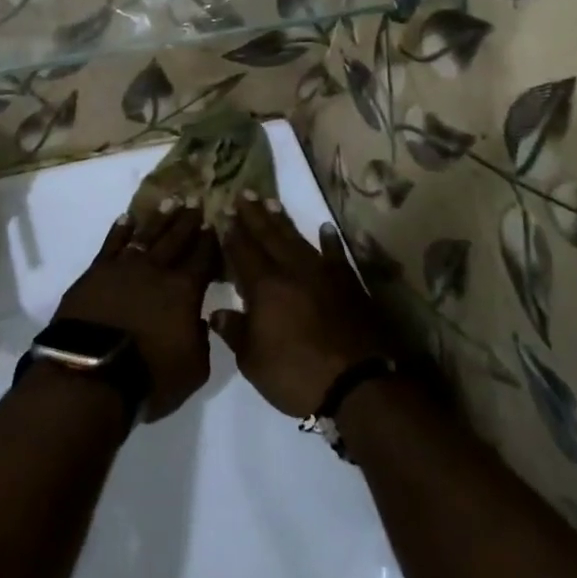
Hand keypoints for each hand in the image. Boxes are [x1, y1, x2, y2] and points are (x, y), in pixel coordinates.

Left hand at [53, 199, 217, 420]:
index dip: (210, 241)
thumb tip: (201, 320)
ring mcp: (124, 267)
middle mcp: (157, 270)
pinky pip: (112, 243)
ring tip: (170, 201)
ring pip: (147, 235)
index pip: (203, 258)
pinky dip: (121, 229)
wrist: (90, 374)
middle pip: (176, 239)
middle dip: (188, 221)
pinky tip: (127, 218)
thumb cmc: (149, 377)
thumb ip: (203, 339)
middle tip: (196, 202)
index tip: (215, 223)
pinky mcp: (96, 272)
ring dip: (160, 218)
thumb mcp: (194, 368)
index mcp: (184, 291)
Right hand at [212, 192, 391, 417]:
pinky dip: (331, 241)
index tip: (223, 213)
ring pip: (298, 240)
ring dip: (284, 221)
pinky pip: (337, 255)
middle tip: (244, 193)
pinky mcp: (349, 284)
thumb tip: (217, 313)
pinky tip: (326, 228)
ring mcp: (323, 274)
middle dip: (254, 215)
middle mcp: (292, 270)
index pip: (243, 252)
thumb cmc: (297, 375)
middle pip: (269, 236)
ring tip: (272, 202)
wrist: (359, 383)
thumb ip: (235, 333)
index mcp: (265, 287)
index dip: (232, 233)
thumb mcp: (254, 362)